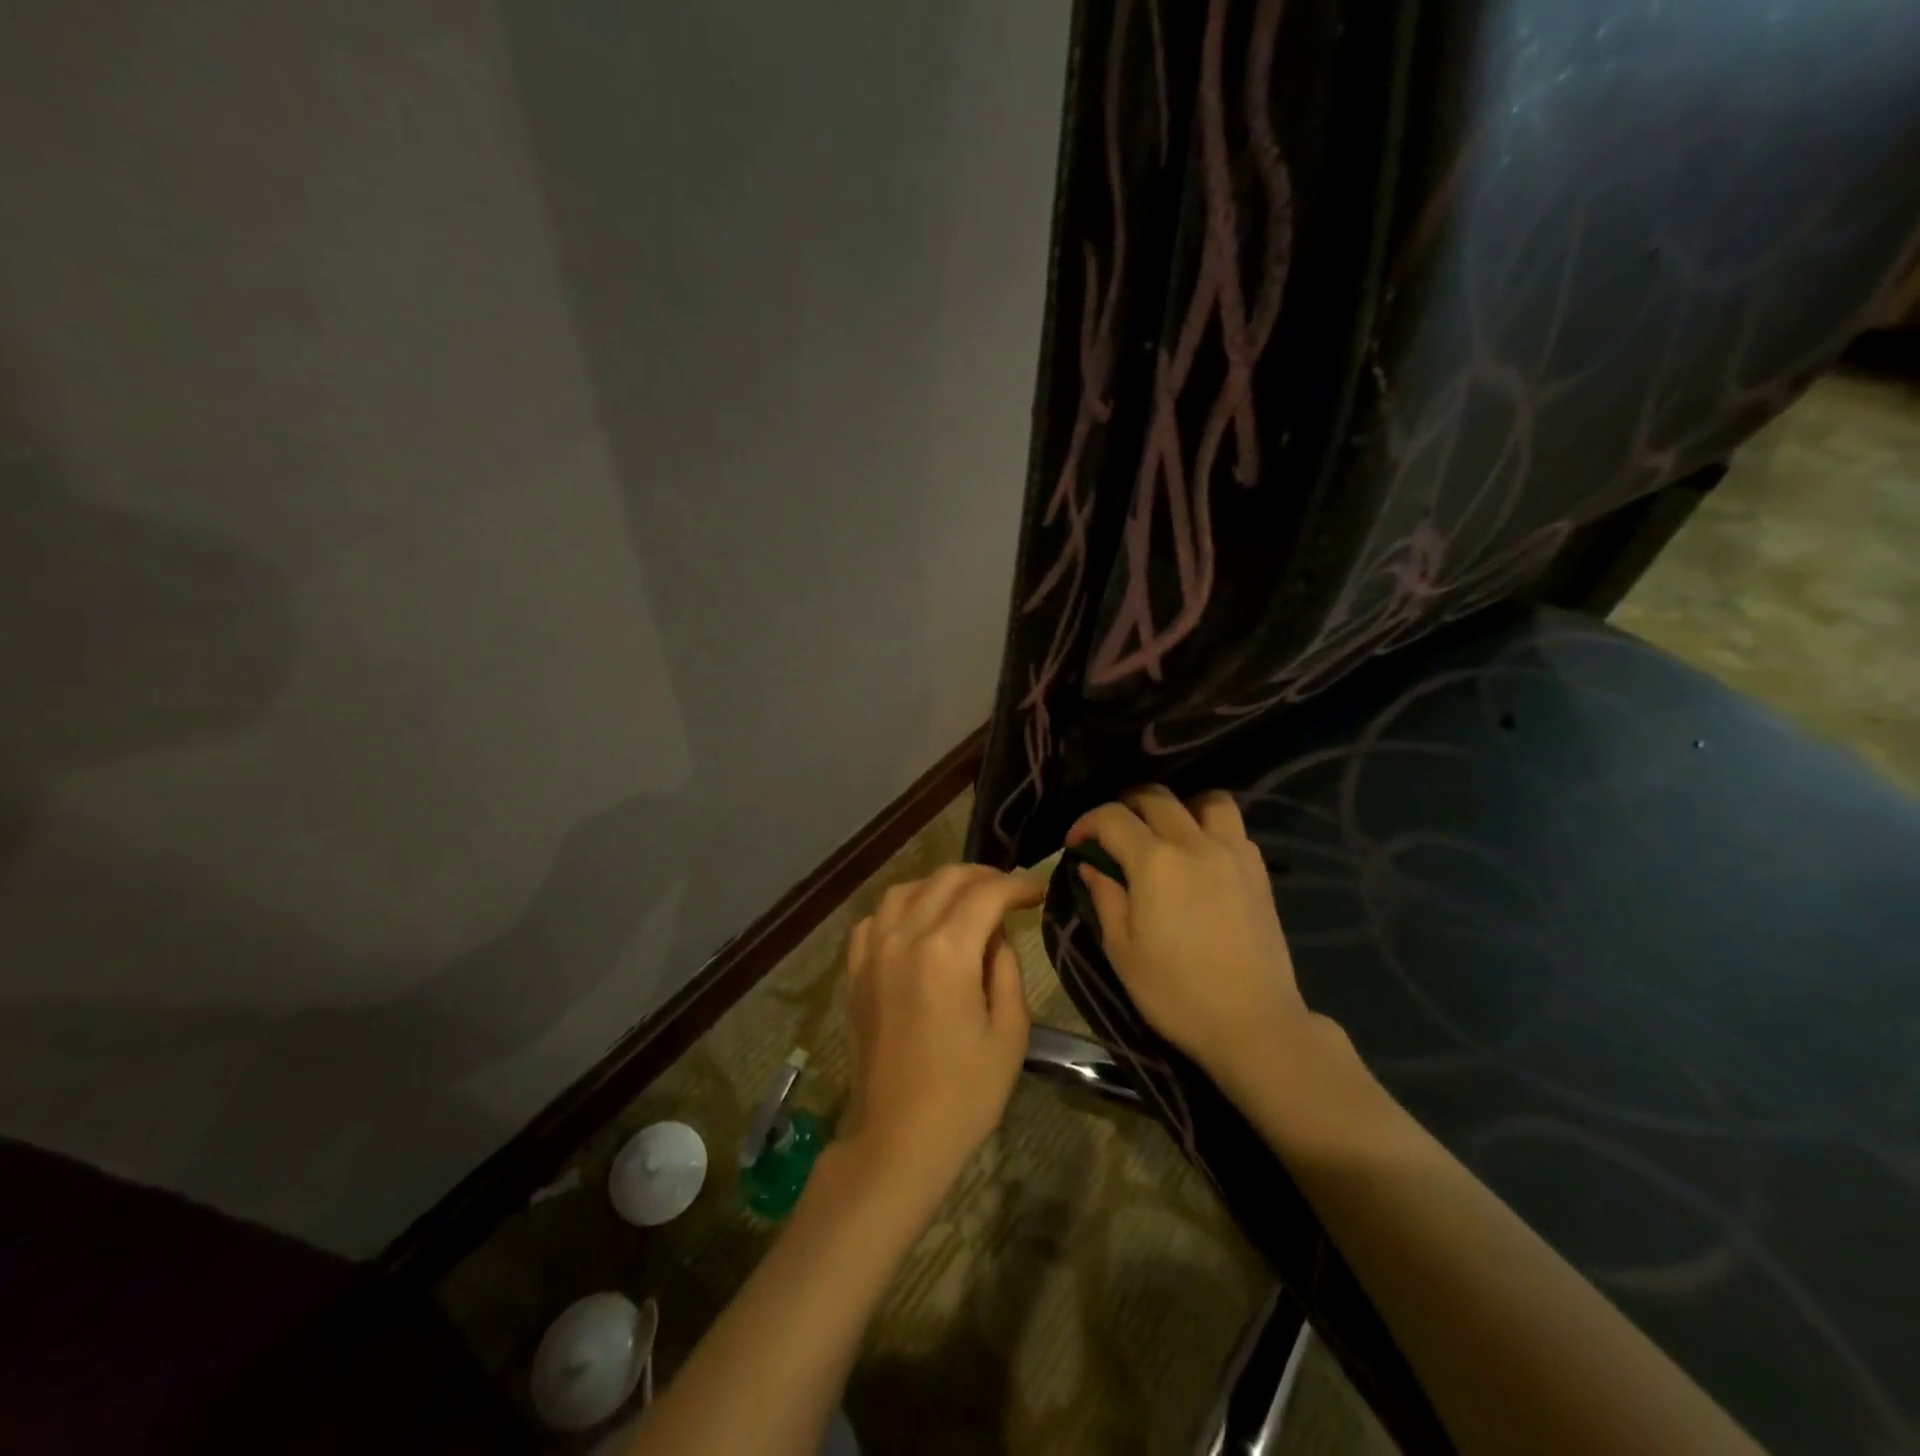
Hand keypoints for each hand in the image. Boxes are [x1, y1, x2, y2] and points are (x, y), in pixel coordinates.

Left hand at [839, 865, 1042, 1199]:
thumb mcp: (1009, 1032)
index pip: (986, 894)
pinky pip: (876, 918)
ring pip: (906, 889)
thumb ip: (1006, 968)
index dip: (1017, 885)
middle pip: (946, 879)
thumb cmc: (965, 1093)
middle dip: (984, 876)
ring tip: (966, 901)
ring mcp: (873, 951)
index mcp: (947, 952)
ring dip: (941, 885)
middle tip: (1010, 891)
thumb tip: (996, 932)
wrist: (897, 1138)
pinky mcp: (855, 970)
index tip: (1039, 890)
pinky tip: (918, 924)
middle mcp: (905, 937)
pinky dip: (902, 908)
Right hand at [1066, 786, 1325, 1082]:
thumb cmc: (1176, 992)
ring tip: (1166, 832)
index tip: (1075, 844)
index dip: (1087, 823)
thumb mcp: (1122, 951)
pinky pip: (1234, 828)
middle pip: (1156, 797)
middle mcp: (1194, 843)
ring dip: (1179, 807)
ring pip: (1207, 800)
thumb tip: (1091, 865)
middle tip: (1113, 834)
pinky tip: (1201, 857)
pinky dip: (1211, 828)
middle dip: (1126, 806)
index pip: (1112, 817)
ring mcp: (1233, 853)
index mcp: (1154, 861)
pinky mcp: (1258, 871)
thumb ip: (1104, 898)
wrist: (1253, 1023)